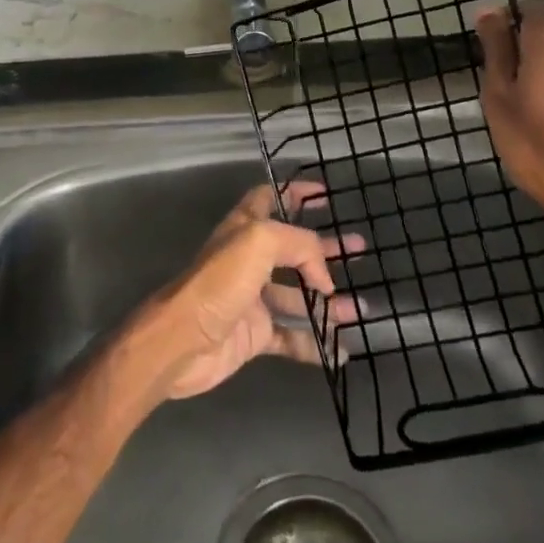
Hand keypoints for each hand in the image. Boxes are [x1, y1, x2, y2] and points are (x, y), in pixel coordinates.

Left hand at [134, 182, 360, 401]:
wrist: (183, 340)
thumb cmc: (219, 282)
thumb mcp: (260, 242)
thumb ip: (299, 246)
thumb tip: (323, 278)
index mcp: (246, 228)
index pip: (272, 197)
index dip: (296, 192)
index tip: (325, 193)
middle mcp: (250, 259)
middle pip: (294, 248)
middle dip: (326, 248)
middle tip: (359, 249)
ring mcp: (253, 298)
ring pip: (298, 294)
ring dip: (328, 300)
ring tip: (360, 306)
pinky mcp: (255, 335)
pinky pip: (292, 336)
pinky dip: (316, 343)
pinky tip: (341, 350)